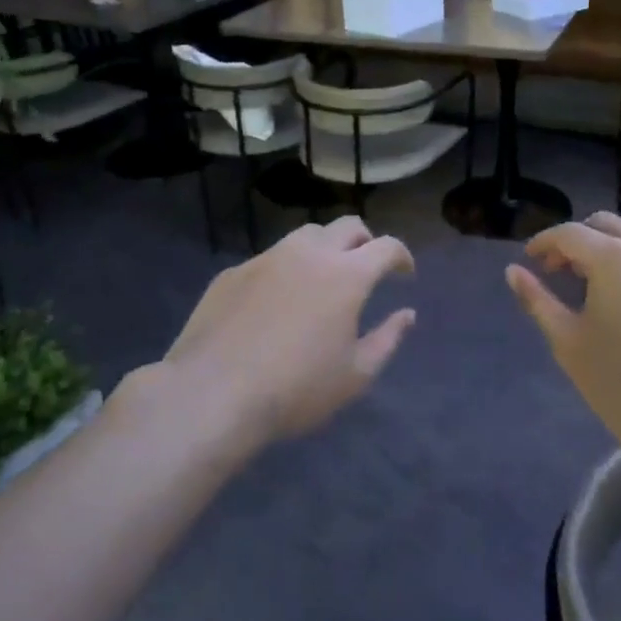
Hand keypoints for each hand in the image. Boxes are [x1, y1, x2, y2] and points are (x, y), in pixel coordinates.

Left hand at [163, 217, 414, 442]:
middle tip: (368, 266)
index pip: (385, 246)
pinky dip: (286, 269)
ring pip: (306, 234)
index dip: (401, 255)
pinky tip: (277, 300)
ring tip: (323, 277)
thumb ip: (387, 339)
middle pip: (347, 226)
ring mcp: (267, 258)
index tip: (405, 272)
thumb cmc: (296, 389)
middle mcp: (309, 253)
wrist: (213, 394)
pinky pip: (270, 258)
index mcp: (346, 275)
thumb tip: (407, 314)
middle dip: (366, 240)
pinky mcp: (234, 272)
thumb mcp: (355, 375)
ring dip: (325, 247)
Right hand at [505, 213, 620, 463]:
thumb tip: (513, 271)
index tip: (531, 261)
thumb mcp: (569, 344)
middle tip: (562, 271)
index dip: (544, 243)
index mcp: (611, 258)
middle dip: (578, 240)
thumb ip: (538, 301)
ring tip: (608, 275)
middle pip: (606, 224)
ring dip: (619, 243)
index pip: (568, 234)